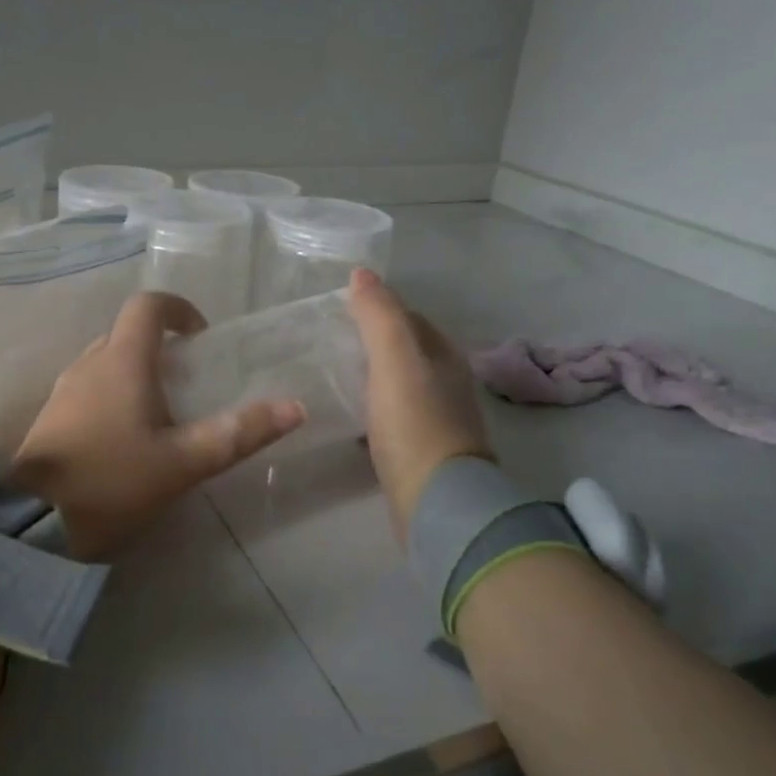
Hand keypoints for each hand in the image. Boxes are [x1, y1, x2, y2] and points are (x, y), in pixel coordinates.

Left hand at [10, 292, 305, 560]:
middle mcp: (88, 364)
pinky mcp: (50, 418)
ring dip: (138, 373)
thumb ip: (238, 434)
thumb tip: (294, 407)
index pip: (148, 306)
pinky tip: (128, 438)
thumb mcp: (183, 463)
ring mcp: (64, 390)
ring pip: (107, 362)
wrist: (30, 524)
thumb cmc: (112, 483)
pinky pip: (90, 388)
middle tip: (191, 383)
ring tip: (165, 414)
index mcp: (121, 361)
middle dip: (163, 348)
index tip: (202, 336)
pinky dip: (115, 395)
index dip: (179, 310)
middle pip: (127, 334)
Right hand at [346, 268, 493, 538]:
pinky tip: (351, 417)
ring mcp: (436, 419)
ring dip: (372, 376)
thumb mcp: (394, 359)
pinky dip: (373, 409)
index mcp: (443, 355)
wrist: (436, 501)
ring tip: (334, 376)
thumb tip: (362, 273)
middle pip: (406, 351)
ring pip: (399, 384)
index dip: (379, 309)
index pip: (409, 318)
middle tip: (330, 342)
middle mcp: (446, 382)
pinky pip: (393, 417)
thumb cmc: (415, 423)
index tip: (341, 311)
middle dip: (373, 342)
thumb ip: (379, 315)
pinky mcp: (421, 451)